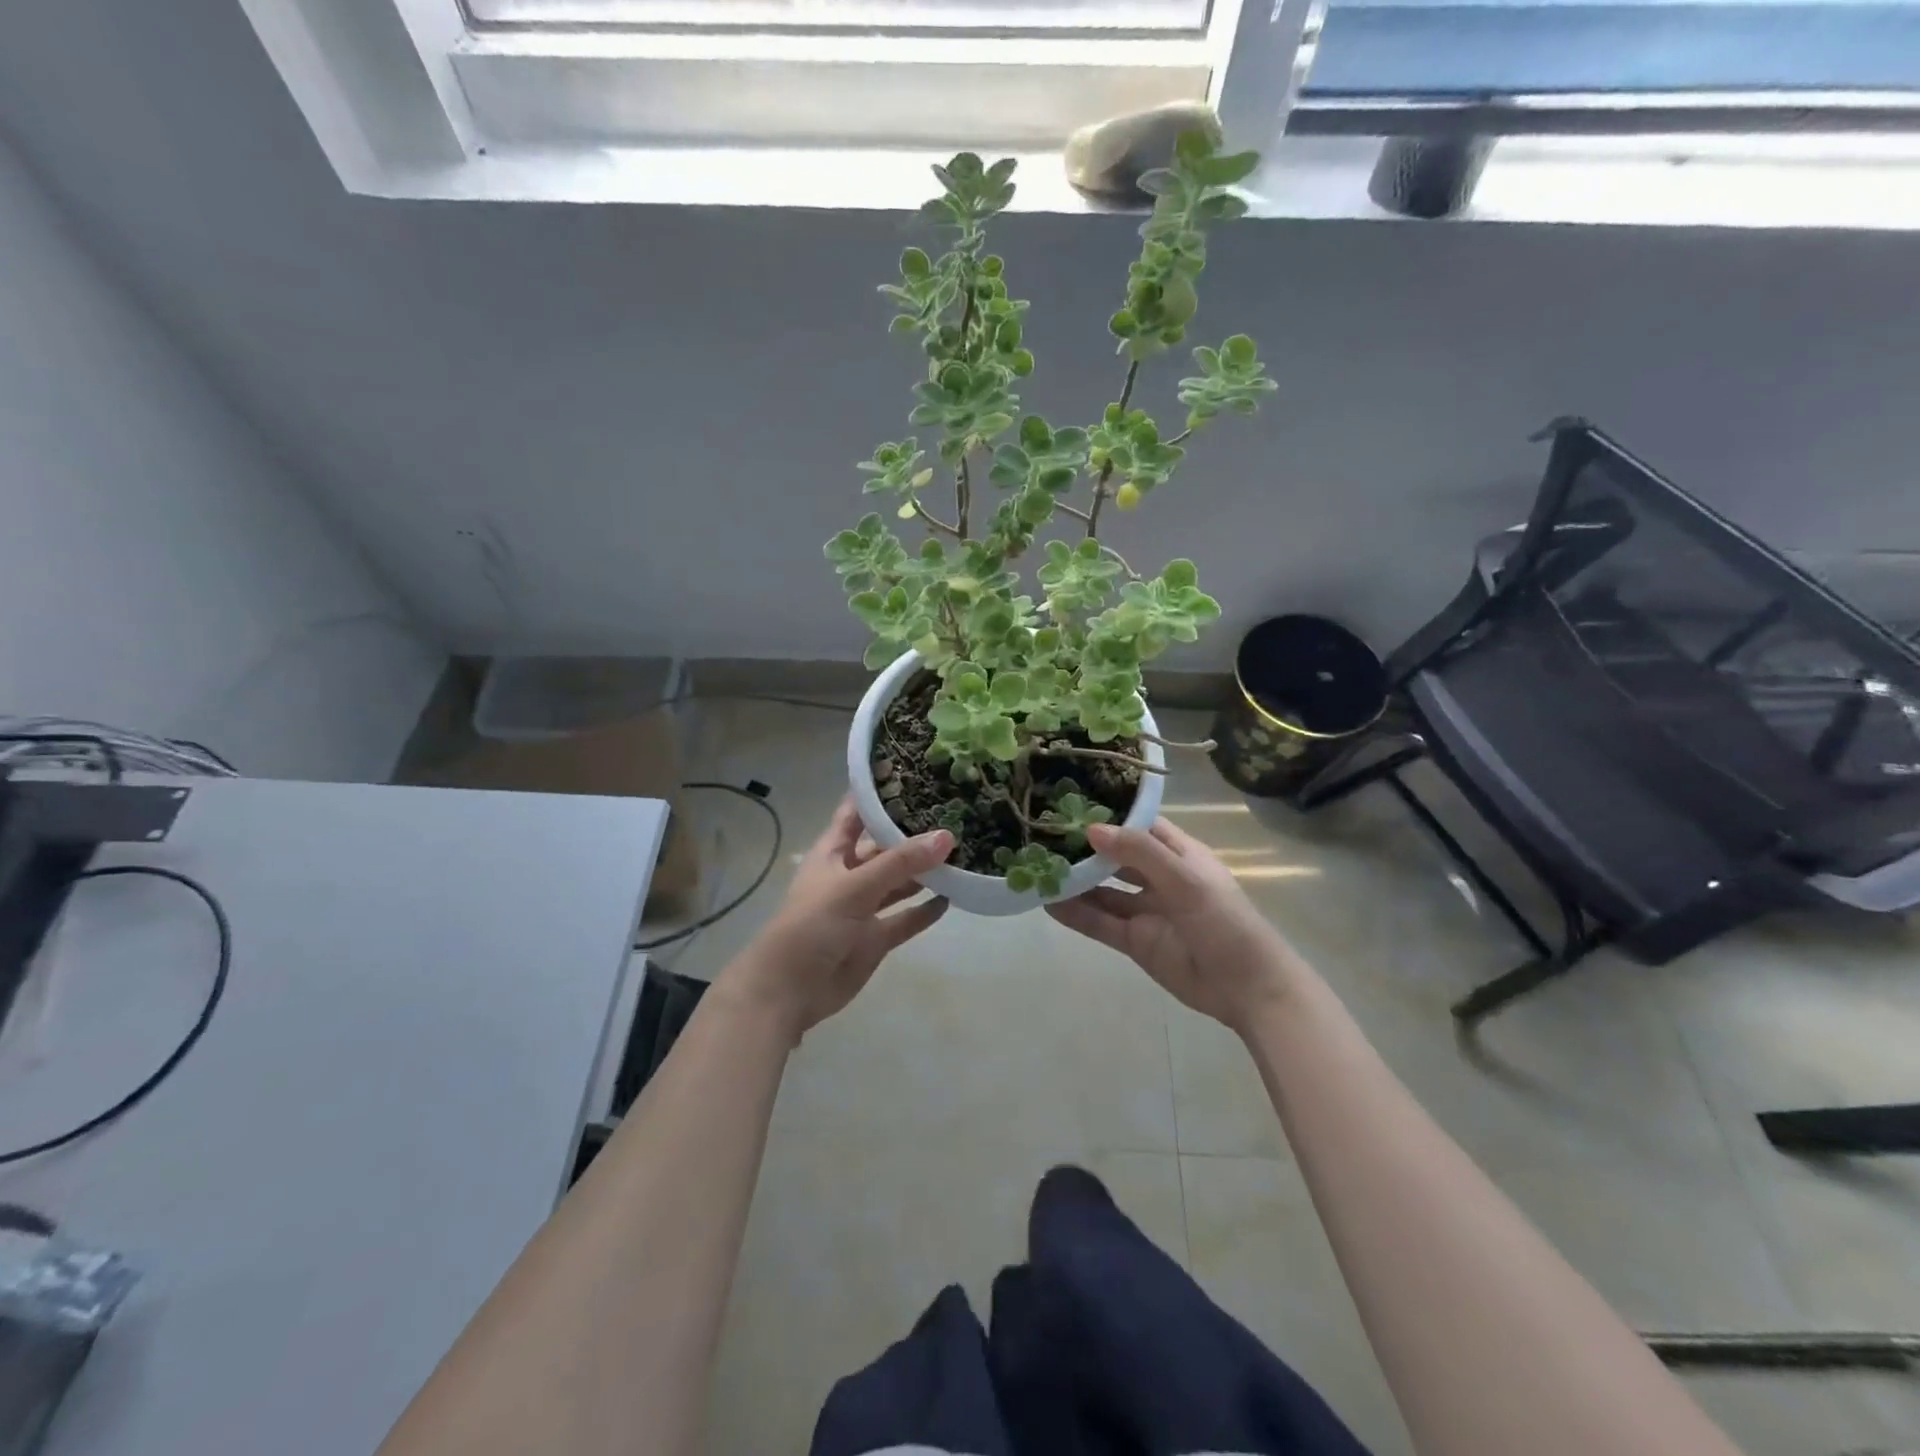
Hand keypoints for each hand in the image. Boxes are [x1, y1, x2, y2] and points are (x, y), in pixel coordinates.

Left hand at [721, 799, 951, 1040]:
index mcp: (834, 852)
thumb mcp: (854, 887)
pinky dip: (925, 911)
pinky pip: (905, 919)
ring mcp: (863, 908)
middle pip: (885, 847)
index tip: (914, 771)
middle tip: (954, 813)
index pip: (857, 812)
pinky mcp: (875, 938)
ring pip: (899, 883)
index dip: (880, 793)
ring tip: (962, 852)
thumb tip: (947, 836)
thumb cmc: (811, 925)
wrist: (788, 991)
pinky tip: (953, 897)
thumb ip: (900, 863)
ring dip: (924, 872)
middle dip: (914, 833)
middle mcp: (850, 874)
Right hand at [1046, 818, 1309, 1034]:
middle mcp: (1160, 877)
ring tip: (1037, 869)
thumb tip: (1092, 829)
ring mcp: (1146, 910)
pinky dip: (1077, 914)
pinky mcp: (1136, 942)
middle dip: (1085, 848)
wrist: (1248, 989)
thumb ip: (1140, 854)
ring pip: (1104, 891)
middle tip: (1043, 835)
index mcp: (1180, 854)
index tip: (1071, 802)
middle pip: (1116, 857)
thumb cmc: (1226, 923)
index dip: (1111, 814)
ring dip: (1076, 882)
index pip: (1140, 824)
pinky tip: (1048, 904)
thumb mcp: (1186, 881)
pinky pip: (1101, 923)